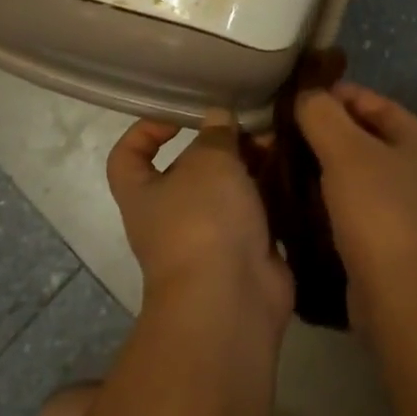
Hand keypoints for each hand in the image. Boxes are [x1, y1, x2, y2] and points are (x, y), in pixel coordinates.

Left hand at [107, 116, 293, 335]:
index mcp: (143, 193)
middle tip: (249, 124)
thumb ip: (215, 134)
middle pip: (188, 169)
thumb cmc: (203, 220)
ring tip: (275, 140)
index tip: (179, 116)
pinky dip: (269, 191)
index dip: (146, 130)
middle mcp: (170, 215)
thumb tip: (217, 117)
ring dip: (249, 165)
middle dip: (219, 144)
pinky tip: (289, 168)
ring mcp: (208, 236)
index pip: (127, 156)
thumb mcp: (208, 161)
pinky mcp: (243, 251)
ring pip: (226, 189)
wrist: (230, 299)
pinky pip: (254, 212)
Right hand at [295, 84, 416, 331]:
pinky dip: (327, 198)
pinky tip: (296, 199)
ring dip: (321, 167)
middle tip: (280, 134)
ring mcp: (408, 209)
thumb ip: (322, 113)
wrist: (400, 301)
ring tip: (280, 164)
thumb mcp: (346, 152)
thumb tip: (304, 94)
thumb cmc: (379, 212)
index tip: (293, 99)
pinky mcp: (389, 241)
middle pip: (363, 137)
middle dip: (323, 133)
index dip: (333, 95)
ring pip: (355, 173)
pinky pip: (353, 205)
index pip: (372, 101)